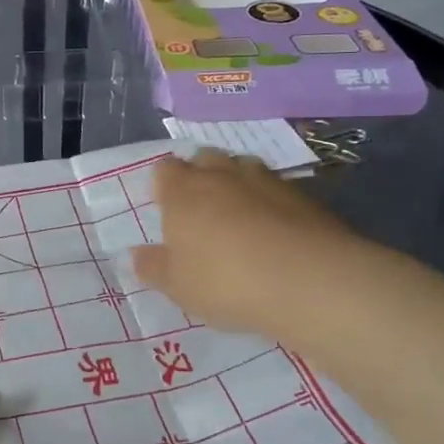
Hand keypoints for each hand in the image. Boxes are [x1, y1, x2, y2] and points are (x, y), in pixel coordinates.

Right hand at [131, 150, 363, 338]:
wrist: (308, 281)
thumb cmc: (225, 280)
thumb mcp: (177, 285)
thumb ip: (152, 267)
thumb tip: (135, 254)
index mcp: (183, 191)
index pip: (164, 169)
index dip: (163, 185)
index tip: (165, 209)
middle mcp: (222, 175)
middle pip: (205, 159)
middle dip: (200, 175)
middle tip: (200, 209)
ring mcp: (267, 181)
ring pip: (244, 168)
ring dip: (237, 184)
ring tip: (238, 216)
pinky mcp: (305, 196)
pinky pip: (278, 190)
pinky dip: (271, 203)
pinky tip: (275, 230)